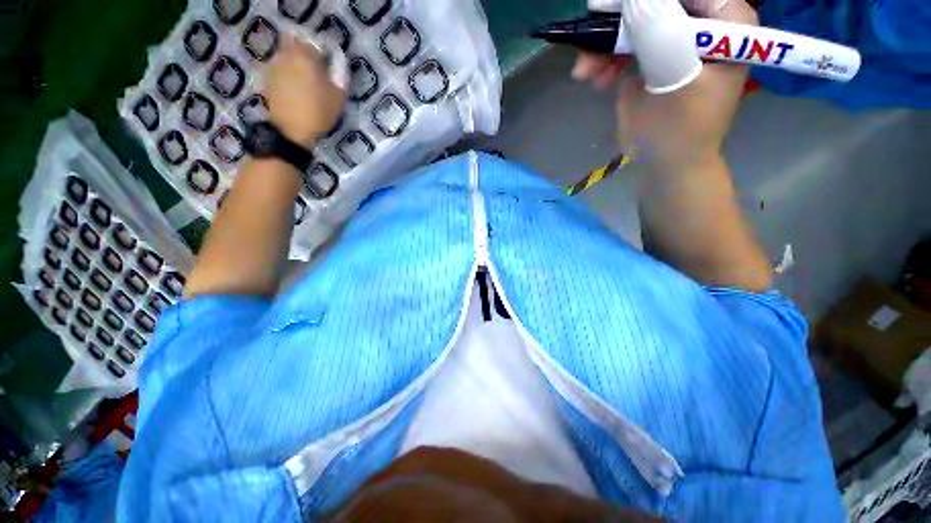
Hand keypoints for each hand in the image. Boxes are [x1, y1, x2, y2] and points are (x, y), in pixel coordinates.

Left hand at [266, 38, 345, 147]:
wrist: (290, 130)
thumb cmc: (318, 112)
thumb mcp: (338, 97)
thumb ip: (340, 77)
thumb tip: (338, 66)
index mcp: (306, 55)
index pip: (318, 45)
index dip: (326, 56)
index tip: (331, 70)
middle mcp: (287, 54)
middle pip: (299, 47)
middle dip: (309, 58)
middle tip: (318, 76)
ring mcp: (274, 65)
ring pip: (288, 58)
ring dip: (297, 66)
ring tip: (306, 85)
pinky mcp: (267, 78)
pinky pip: (281, 70)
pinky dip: (288, 76)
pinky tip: (295, 92)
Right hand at [572, 0, 757, 166]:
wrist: (665, 165)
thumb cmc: (680, 130)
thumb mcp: (674, 80)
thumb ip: (661, 35)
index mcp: (725, 22)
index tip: (613, 8)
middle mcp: (700, 25)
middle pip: (656, 4)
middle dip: (620, 22)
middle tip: (590, 38)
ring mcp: (672, 43)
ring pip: (633, 25)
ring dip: (604, 46)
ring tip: (585, 71)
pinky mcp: (650, 61)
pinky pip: (623, 49)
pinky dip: (605, 61)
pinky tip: (595, 80)